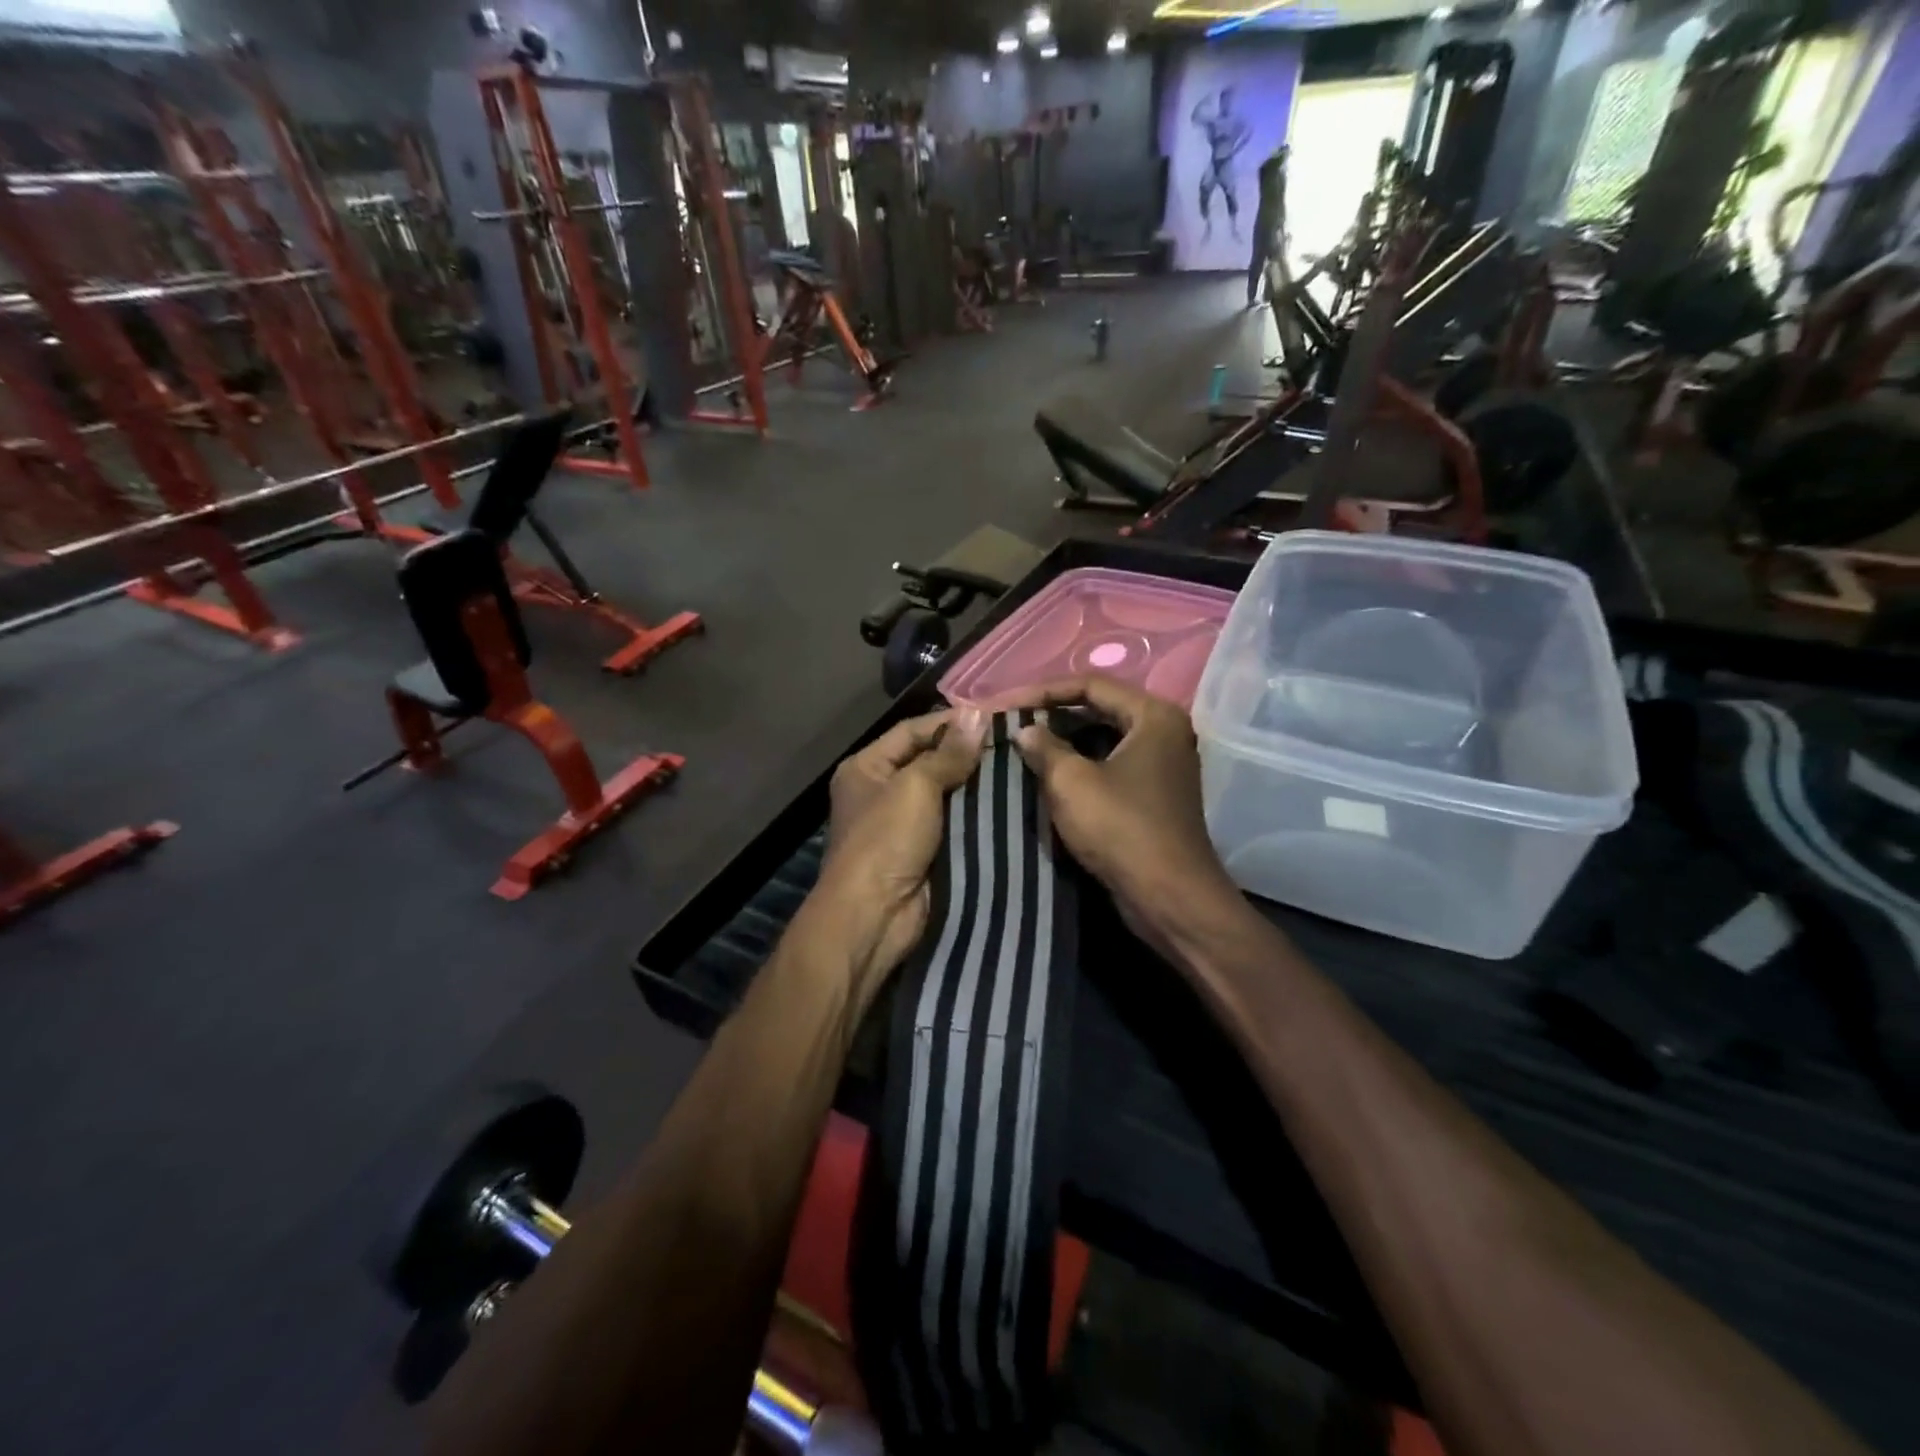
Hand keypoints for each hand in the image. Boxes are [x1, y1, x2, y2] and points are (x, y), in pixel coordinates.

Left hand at [811, 708, 987, 997]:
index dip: (951, 722)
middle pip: (931, 762)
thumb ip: (948, 753)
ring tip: (1022, 768)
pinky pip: (957, 825)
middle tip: (1015, 742)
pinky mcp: (926, 852)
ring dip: (979, 786)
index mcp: (866, 767)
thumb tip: (978, 714)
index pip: (912, 731)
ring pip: (949, 795)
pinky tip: (1013, 803)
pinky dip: (980, 816)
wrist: (874, 917)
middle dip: (969, 754)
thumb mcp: (915, 786)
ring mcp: (904, 825)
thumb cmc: (886, 840)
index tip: (995, 717)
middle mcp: (882, 792)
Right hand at [999, 676, 1241, 953]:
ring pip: (1104, 739)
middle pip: (1100, 708)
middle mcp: (1164, 732)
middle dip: (1054, 715)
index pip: (1091, 684)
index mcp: (1153, 716)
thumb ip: (1044, 747)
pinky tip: (1049, 777)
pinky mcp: (1155, 795)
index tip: (1006, 705)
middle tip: (1013, 724)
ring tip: (1024, 748)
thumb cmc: (1121, 829)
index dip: (1043, 691)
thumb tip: (1025, 730)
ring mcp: (1163, 764)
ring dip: (1065, 742)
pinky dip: (1081, 766)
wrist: (1169, 897)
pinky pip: (1112, 766)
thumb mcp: (1072, 782)